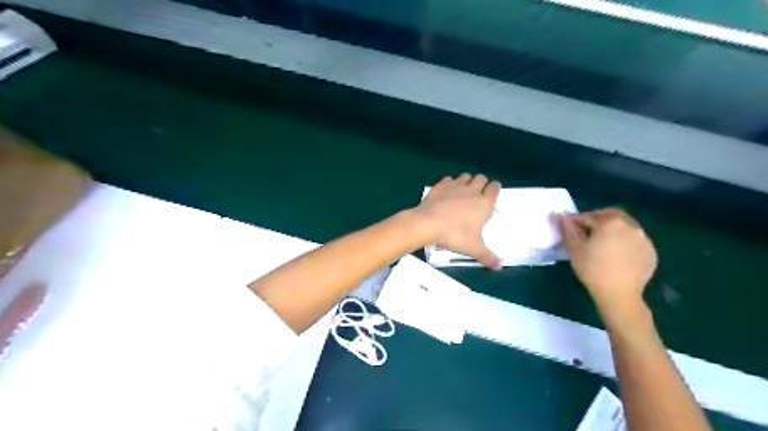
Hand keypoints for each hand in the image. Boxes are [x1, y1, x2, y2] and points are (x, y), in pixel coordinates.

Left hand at [417, 172, 500, 269]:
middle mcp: (472, 190)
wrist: (427, 223)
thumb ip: (487, 256)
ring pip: (465, 176)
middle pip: (481, 178)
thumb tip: (499, 266)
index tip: (493, 192)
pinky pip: (448, 179)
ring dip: (467, 181)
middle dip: (482, 183)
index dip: (495, 188)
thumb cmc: (454, 235)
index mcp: (484, 203)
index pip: (495, 188)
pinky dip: (449, 183)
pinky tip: (447, 191)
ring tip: (463, 190)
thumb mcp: (473, 248)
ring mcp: (455, 185)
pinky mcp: (440, 185)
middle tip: (478, 193)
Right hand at [555, 210, 655, 318]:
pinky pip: (634, 241)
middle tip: (586, 232)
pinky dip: (624, 242)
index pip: (588, 216)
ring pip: (624, 227)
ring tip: (602, 244)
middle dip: (597, 220)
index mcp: (610, 222)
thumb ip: (568, 229)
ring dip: (612, 230)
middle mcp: (630, 225)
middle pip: (611, 216)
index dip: (576, 222)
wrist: (618, 294)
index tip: (569, 229)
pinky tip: (615, 255)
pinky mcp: (650, 252)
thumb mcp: (574, 248)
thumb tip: (560, 216)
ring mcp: (643, 239)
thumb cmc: (592, 268)